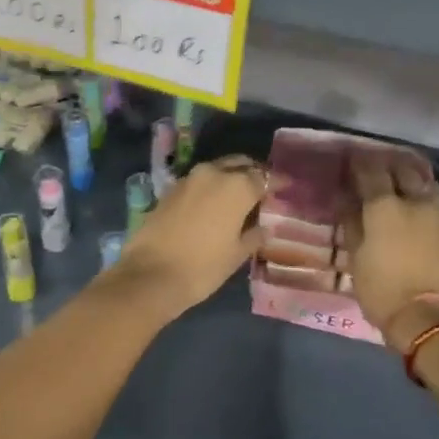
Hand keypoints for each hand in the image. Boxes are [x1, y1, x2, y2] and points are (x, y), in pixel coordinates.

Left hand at [112, 155, 266, 313]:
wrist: (151, 275)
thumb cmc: (203, 267)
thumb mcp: (237, 254)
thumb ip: (254, 235)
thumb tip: (263, 227)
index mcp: (236, 186)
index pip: (264, 177)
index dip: (277, 182)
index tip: (286, 186)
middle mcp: (213, 173)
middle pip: (239, 164)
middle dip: (252, 172)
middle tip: (263, 187)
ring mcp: (188, 179)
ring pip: (217, 169)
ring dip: (230, 177)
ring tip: (239, 195)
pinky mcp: (170, 189)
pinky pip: (199, 181)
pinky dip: (211, 186)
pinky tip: (215, 203)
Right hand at [343, 149, 438, 354]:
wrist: (435, 320)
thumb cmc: (385, 291)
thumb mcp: (357, 260)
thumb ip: (353, 225)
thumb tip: (348, 203)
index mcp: (384, 207)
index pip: (370, 172)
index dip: (359, 164)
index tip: (352, 161)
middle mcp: (415, 201)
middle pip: (402, 170)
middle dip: (388, 165)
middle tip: (378, 169)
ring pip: (426, 183)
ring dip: (412, 178)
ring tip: (402, 183)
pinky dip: (427, 197)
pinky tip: (421, 206)